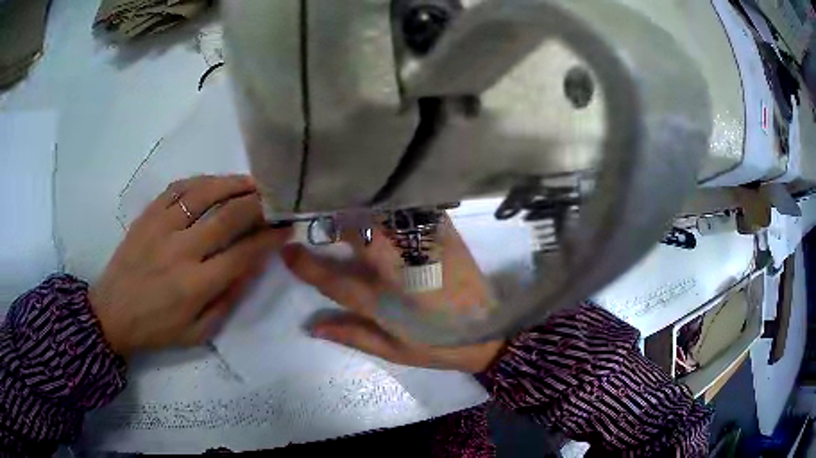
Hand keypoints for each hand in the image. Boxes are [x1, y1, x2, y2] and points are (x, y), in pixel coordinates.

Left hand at [90, 175, 289, 356]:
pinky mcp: (147, 215)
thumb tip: (252, 265)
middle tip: (276, 198)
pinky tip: (214, 183)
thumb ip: (228, 299)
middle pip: (228, 216)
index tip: (287, 228)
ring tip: (251, 183)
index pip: (243, 253)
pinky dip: (201, 181)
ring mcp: (161, 227)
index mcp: (196, 285)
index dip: (270, 238)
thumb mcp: (199, 332)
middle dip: (259, 204)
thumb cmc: (157, 328)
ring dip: (233, 184)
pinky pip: (178, 188)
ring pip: (204, 193)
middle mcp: (181, 250)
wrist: (112, 312)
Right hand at [282, 216, 505, 372]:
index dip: (306, 265)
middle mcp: (401, 270)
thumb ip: (353, 335)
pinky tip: (385, 196)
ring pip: (384, 217)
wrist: (489, 332)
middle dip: (334, 222)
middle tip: (318, 213)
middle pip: (359, 236)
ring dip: (361, 208)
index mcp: (386, 302)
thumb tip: (312, 325)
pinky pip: (414, 209)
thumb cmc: (438, 345)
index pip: (335, 281)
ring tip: (346, 201)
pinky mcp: (445, 235)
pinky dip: (394, 201)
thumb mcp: (394, 350)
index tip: (286, 248)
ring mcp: (424, 249)